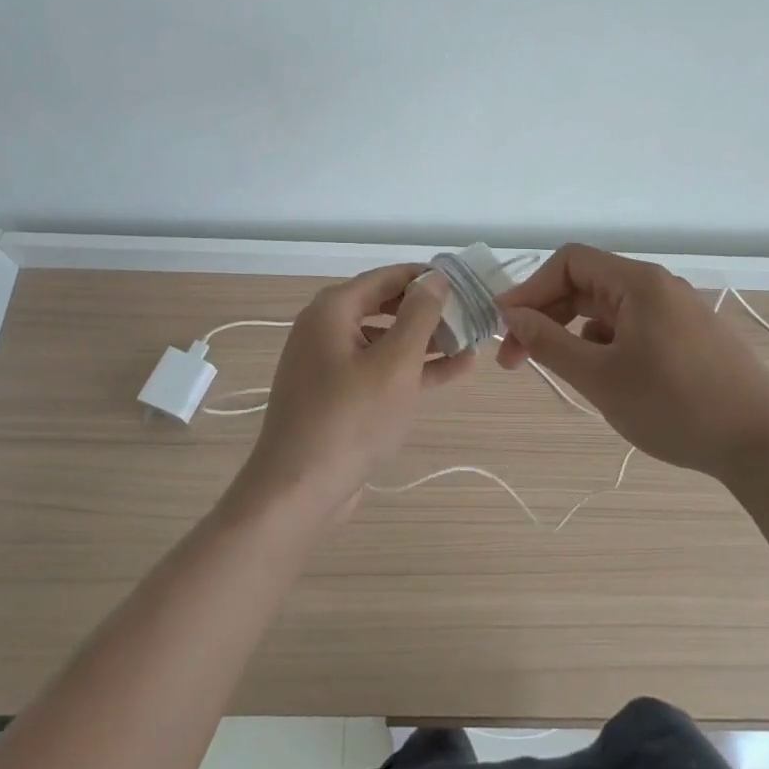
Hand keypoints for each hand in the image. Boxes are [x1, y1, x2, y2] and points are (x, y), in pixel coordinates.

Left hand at [236, 264, 471, 519]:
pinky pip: (379, 370)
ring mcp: (329, 365)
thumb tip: (435, 278)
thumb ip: (419, 315)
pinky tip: (453, 370)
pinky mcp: (337, 396)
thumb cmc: (350, 419)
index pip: (386, 277)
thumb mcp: (395, 362)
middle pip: (385, 306)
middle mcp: (325, 329)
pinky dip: (411, 369)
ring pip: (385, 341)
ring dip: (426, 342)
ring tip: (470, 344)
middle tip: (471, 315)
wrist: (298, 491)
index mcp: (332, 310)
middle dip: (429, 311)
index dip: (426, 277)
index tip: (465, 283)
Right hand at [495, 244, 768, 482]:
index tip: (504, 328)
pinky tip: (606, 380)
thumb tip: (512, 316)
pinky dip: (606, 346)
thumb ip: (549, 343)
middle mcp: (658, 286)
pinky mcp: (689, 337)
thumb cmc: (676, 406)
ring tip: (563, 374)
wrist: (764, 444)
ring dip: (574, 334)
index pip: (569, 262)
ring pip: (608, 310)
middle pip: (586, 285)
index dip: (530, 289)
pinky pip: (632, 328)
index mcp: (638, 283)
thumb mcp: (600, 378)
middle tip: (516, 360)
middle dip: (546, 317)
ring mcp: (677, 311)